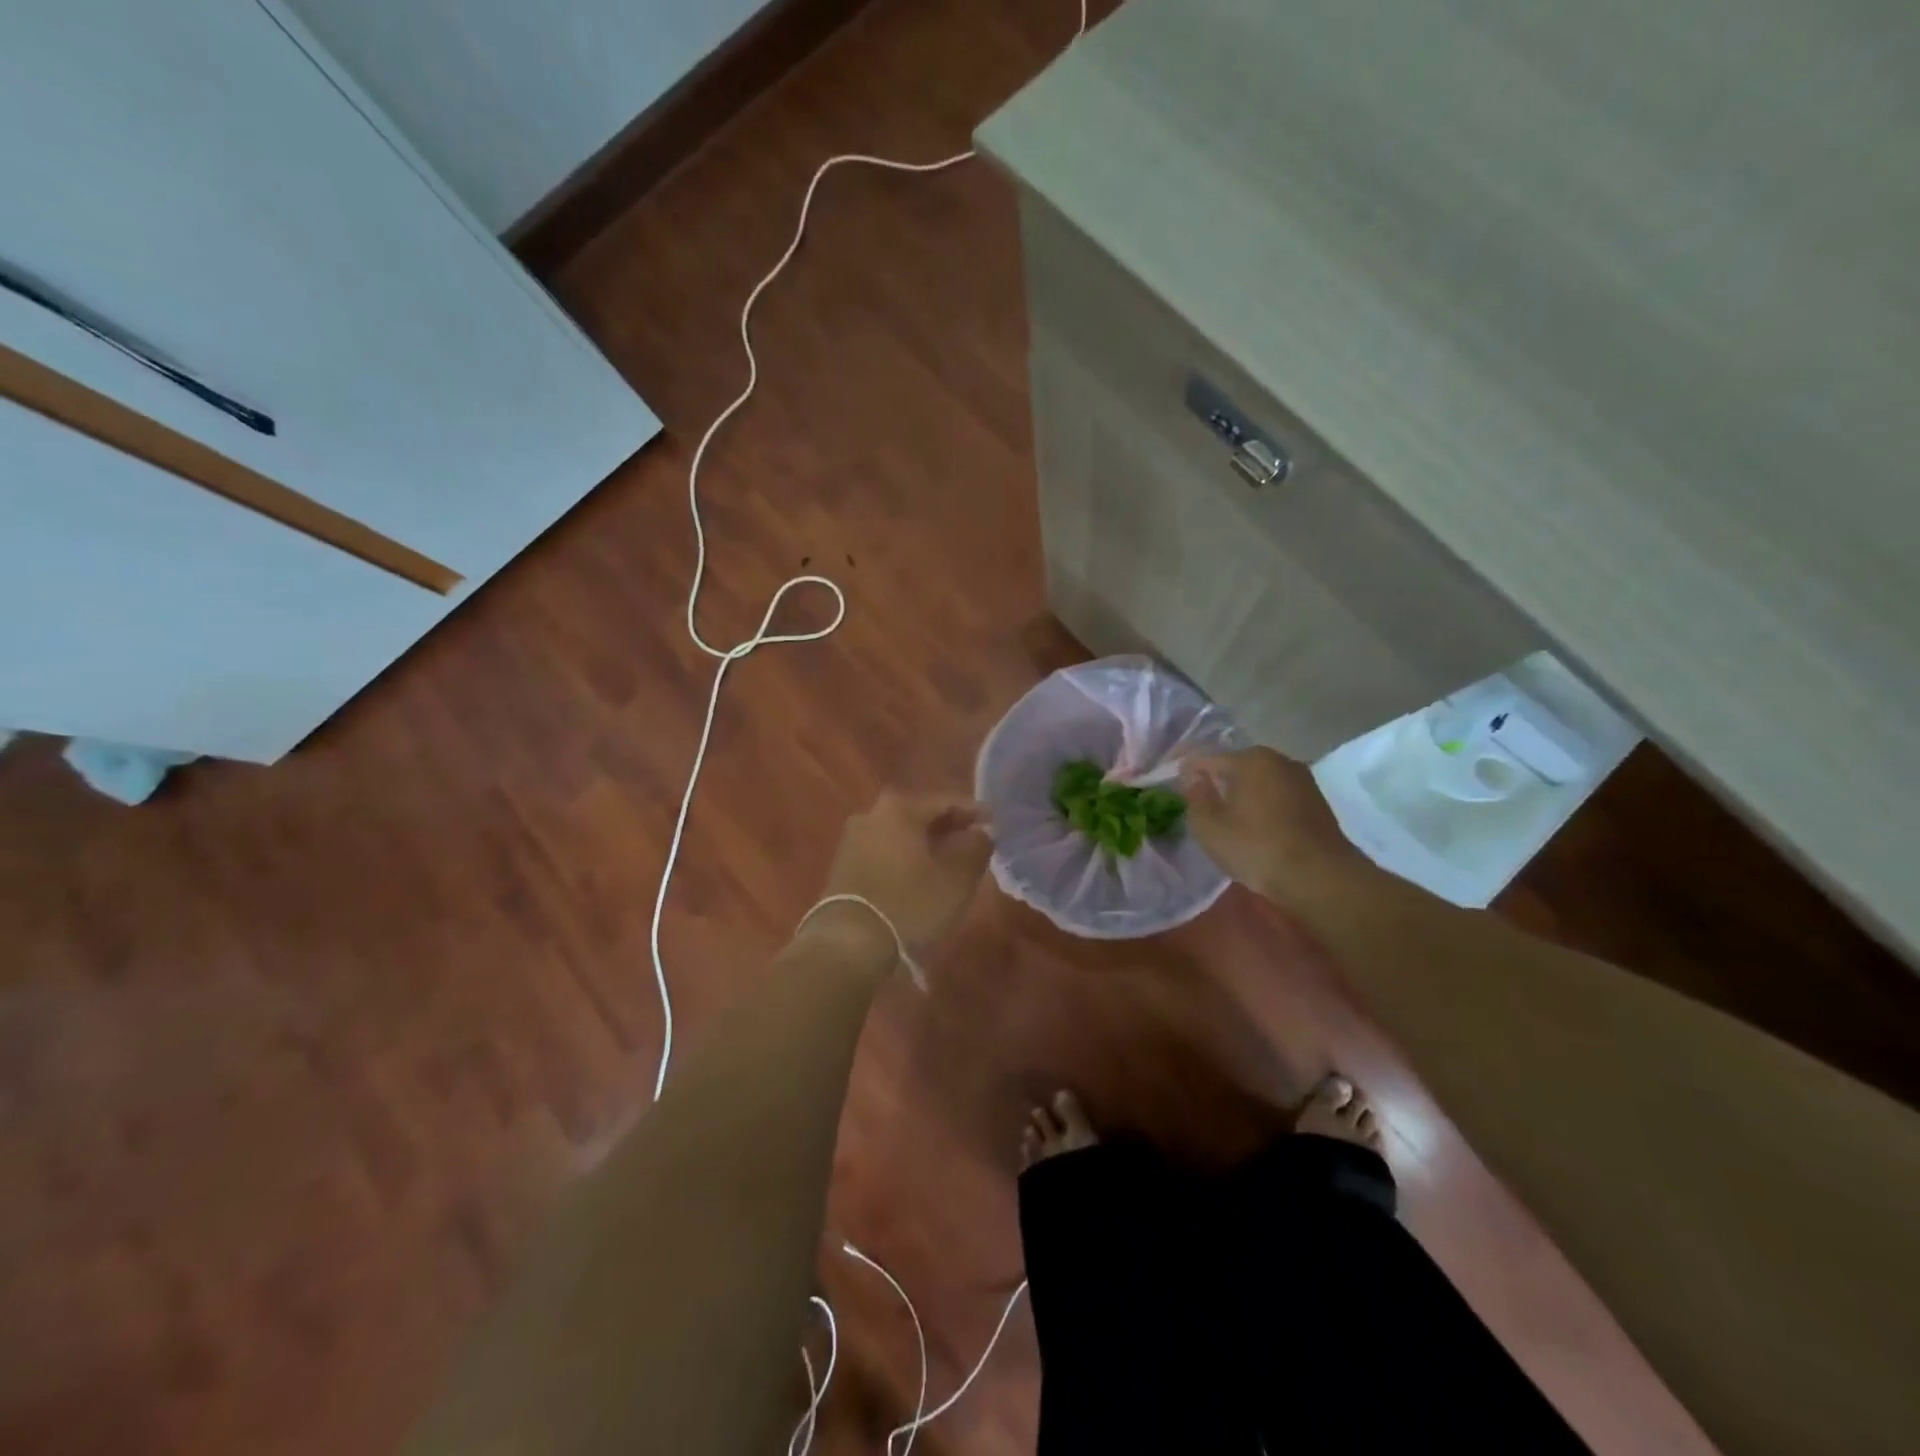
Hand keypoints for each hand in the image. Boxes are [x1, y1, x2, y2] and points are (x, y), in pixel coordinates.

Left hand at [812, 792, 992, 954]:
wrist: (849, 944)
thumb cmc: (910, 903)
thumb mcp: (957, 877)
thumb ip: (976, 847)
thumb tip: (981, 832)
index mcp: (900, 808)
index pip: (945, 801)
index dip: (974, 811)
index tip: (995, 823)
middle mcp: (872, 814)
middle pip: (920, 815)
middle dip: (948, 827)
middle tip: (973, 840)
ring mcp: (853, 839)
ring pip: (901, 834)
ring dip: (926, 844)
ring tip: (950, 861)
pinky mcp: (843, 865)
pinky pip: (885, 852)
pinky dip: (906, 858)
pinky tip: (920, 876)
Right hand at [1179, 747, 1362, 898]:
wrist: (1321, 878)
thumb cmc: (1257, 847)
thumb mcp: (1209, 827)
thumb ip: (1195, 796)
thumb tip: (1192, 777)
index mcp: (1249, 759)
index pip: (1205, 757)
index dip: (1185, 770)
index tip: (1169, 783)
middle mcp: (1278, 759)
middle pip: (1235, 766)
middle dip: (1215, 781)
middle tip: (1197, 803)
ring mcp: (1302, 779)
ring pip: (1258, 782)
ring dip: (1241, 795)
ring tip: (1226, 818)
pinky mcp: (1316, 802)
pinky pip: (1277, 796)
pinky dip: (1262, 806)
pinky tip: (1255, 827)